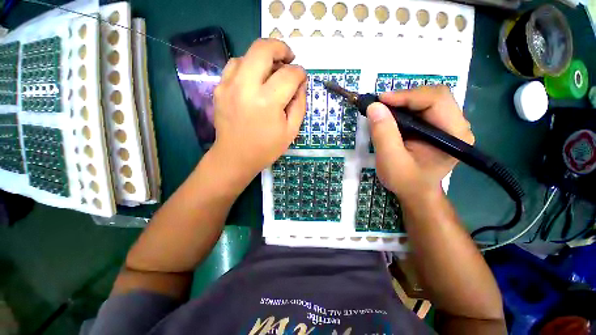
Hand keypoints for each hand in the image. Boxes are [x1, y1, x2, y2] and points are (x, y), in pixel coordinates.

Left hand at [210, 39, 306, 183]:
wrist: (235, 157)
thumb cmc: (266, 148)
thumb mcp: (291, 131)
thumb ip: (299, 104)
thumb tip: (301, 83)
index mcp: (267, 102)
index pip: (288, 74)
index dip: (299, 73)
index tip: (302, 78)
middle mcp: (245, 87)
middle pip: (263, 48)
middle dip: (280, 48)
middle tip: (288, 58)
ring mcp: (228, 86)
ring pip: (247, 54)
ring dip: (263, 58)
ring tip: (271, 72)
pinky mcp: (219, 88)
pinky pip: (234, 66)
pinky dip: (248, 66)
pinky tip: (254, 80)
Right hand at [367, 86, 473, 200]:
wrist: (416, 192)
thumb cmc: (406, 181)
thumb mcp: (390, 160)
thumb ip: (383, 134)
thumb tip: (374, 107)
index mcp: (454, 134)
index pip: (436, 100)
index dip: (407, 96)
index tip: (380, 100)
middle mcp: (457, 125)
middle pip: (434, 95)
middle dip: (405, 97)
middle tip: (380, 105)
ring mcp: (449, 125)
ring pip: (428, 99)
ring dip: (403, 101)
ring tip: (384, 110)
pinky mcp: (438, 126)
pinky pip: (422, 108)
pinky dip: (404, 108)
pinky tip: (392, 116)